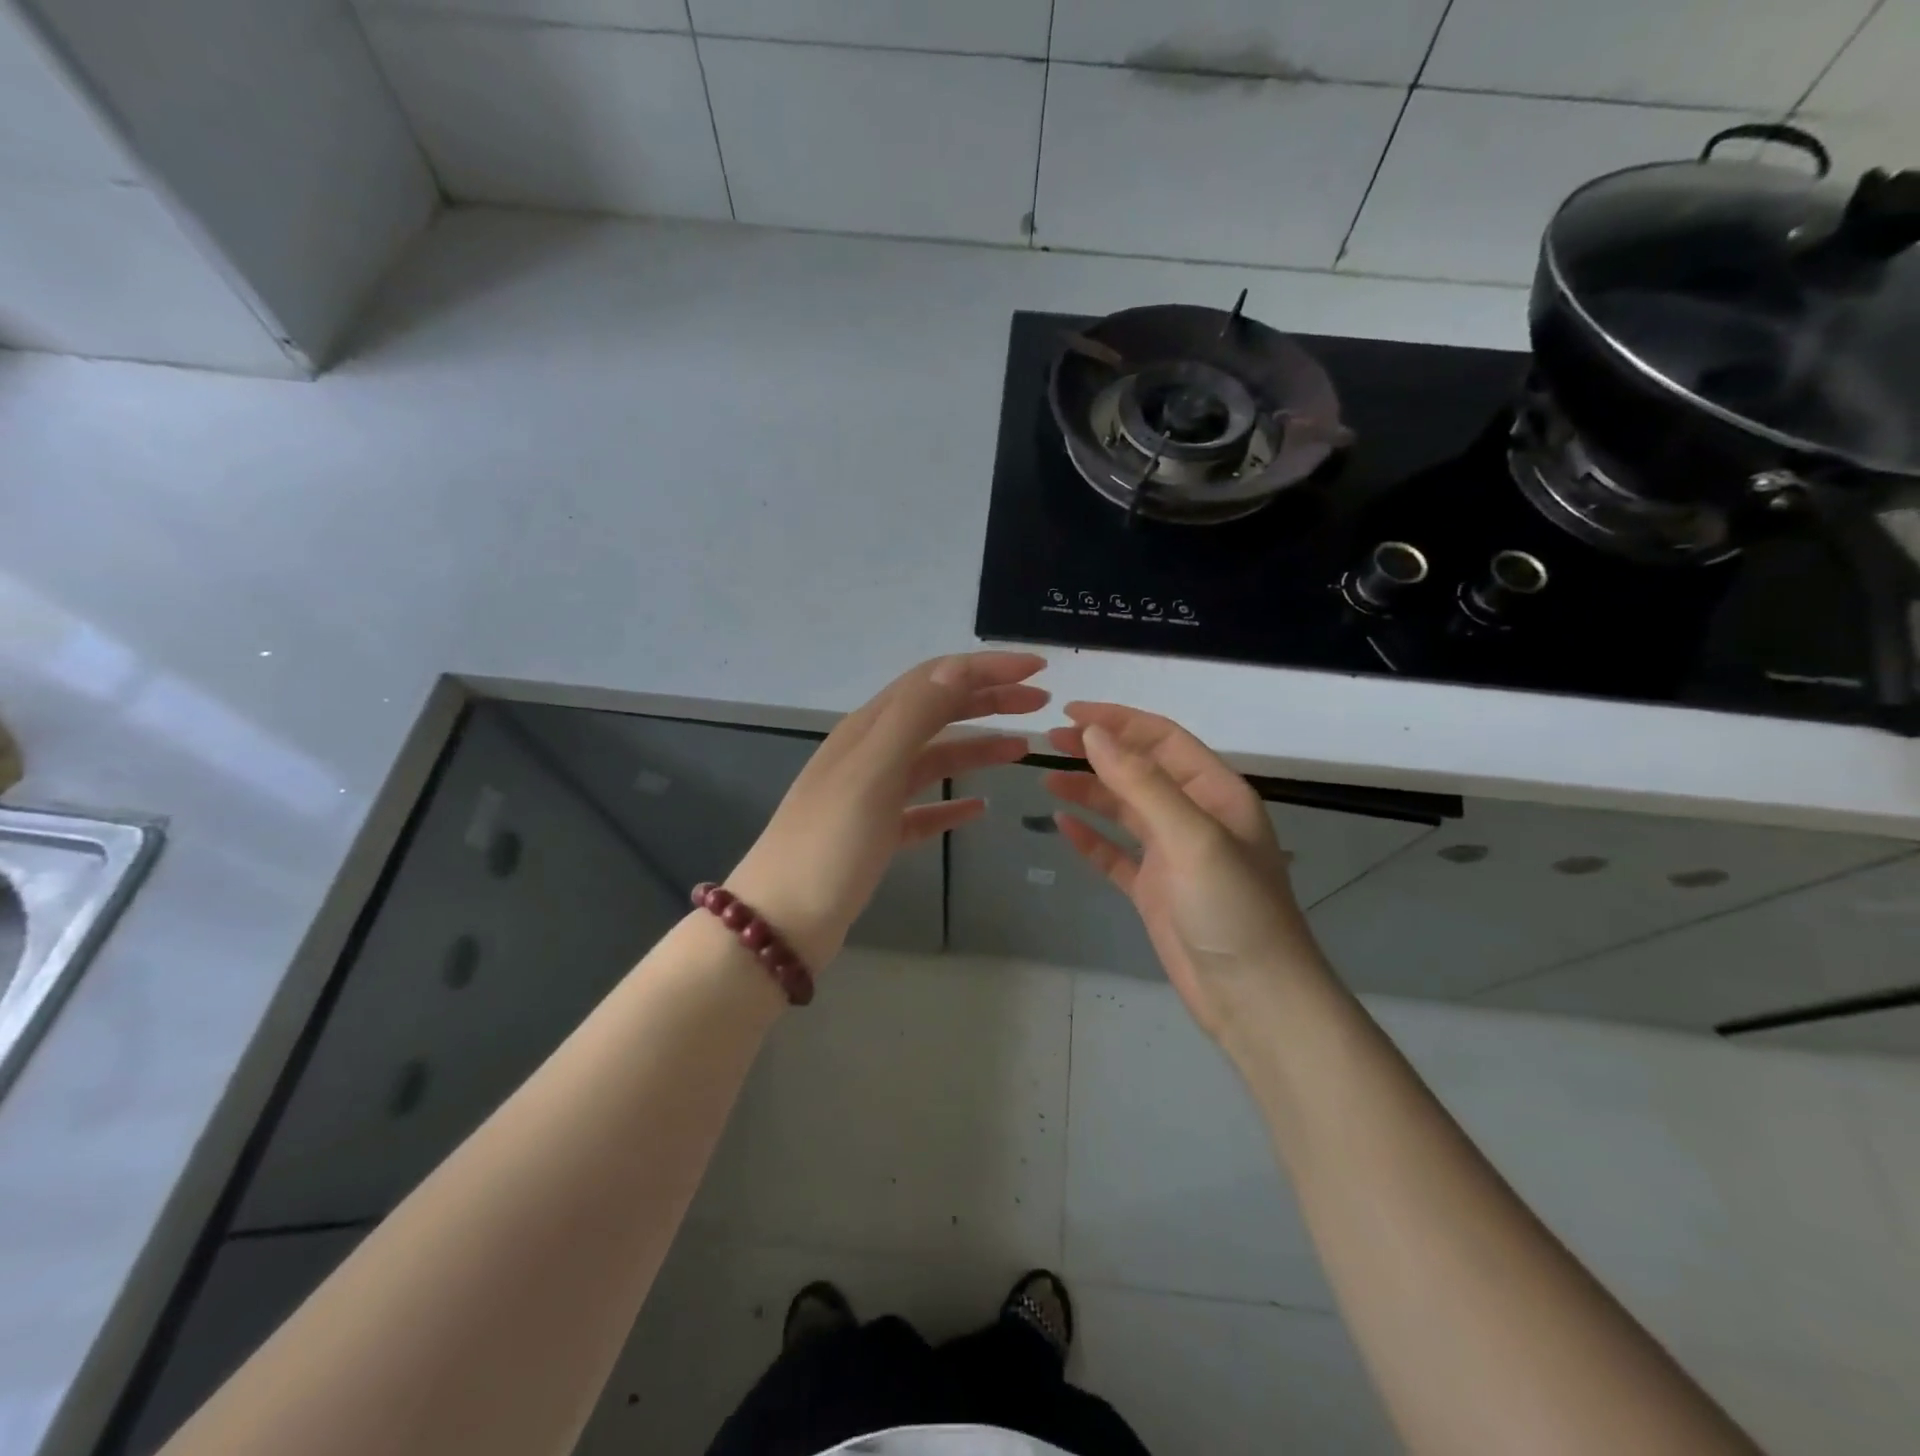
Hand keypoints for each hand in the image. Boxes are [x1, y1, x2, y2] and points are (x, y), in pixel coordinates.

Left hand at [729, 653, 1048, 968]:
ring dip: (977, 748)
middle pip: (937, 712)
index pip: (935, 679)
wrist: (780, 923)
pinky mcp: (876, 835)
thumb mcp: (873, 771)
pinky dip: (952, 802)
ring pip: (934, 758)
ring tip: (1021, 751)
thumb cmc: (828, 844)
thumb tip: (957, 667)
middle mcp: (870, 753)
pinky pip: (923, 808)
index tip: (1037, 671)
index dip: (986, 668)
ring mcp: (872, 795)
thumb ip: (914, 716)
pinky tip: (979, 809)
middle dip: (988, 700)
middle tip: (1039, 705)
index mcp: (869, 729)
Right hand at [1043, 703, 1327, 1041]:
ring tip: (1046, 779)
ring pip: (1124, 810)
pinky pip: (1115, 854)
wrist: (1254, 997)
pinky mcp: (1154, 890)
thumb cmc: (1232, 908)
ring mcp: (1173, 854)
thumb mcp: (1191, 836)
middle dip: (1098, 752)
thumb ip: (1142, 783)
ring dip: (1088, 791)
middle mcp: (1194, 816)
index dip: (1118, 721)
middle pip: (1140, 770)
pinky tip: (1061, 826)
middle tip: (1049, 742)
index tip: (1071, 713)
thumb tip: (1095, 734)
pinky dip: (1089, 838)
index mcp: (1216, 793)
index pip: (1162, 739)